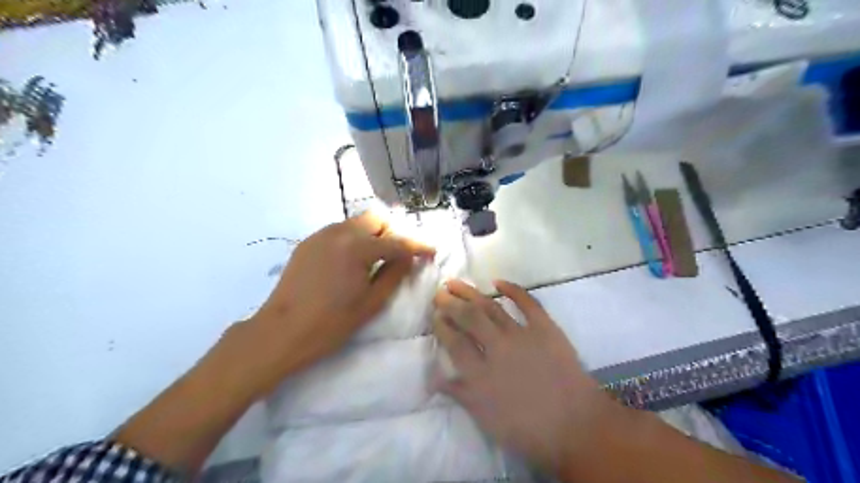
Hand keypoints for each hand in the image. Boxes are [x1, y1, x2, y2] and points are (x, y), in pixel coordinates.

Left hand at [246, 214, 436, 392]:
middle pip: (376, 219)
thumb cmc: (331, 323)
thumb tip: (410, 257)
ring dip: (372, 236)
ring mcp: (321, 235)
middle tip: (398, 256)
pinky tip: (350, 264)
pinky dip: (353, 241)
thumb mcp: (372, 302)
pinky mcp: (308, 242)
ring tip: (373, 261)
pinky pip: (339, 232)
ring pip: (357, 223)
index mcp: (358, 247)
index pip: (397, 241)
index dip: (418, 246)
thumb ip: (395, 274)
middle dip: (392, 233)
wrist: (281, 332)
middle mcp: (340, 232)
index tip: (431, 251)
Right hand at [434, 280, 621, 474]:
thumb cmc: (528, 429)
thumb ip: (460, 394)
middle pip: (468, 318)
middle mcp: (497, 348)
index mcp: (480, 373)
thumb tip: (434, 377)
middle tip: (439, 293)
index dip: (442, 326)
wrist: (576, 426)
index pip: (454, 342)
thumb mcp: (486, 420)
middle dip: (450, 304)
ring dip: (471, 293)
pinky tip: (498, 281)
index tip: (434, 316)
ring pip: (491, 307)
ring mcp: (521, 334)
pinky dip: (513, 290)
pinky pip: (528, 303)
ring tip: (455, 283)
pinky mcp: (545, 328)